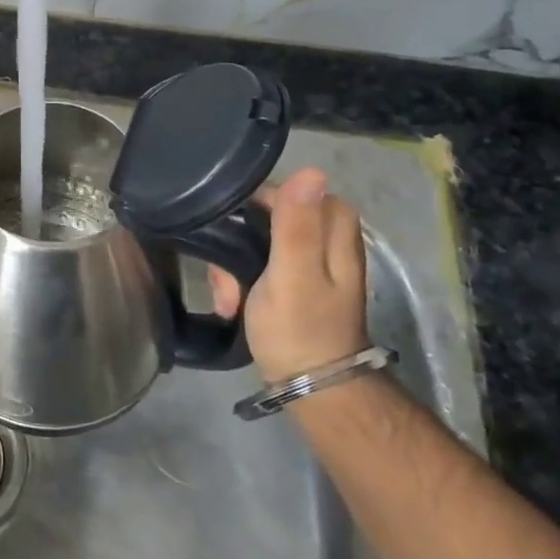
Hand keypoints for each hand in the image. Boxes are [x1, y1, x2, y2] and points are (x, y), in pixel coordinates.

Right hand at [208, 168, 368, 384]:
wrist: (310, 389)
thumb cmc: (301, 329)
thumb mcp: (293, 273)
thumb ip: (296, 224)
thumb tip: (313, 169)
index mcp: (333, 231)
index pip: (290, 190)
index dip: (257, 203)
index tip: (230, 225)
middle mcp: (324, 240)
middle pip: (267, 216)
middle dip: (236, 241)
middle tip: (225, 273)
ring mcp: (307, 264)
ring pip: (255, 242)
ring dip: (233, 266)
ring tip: (226, 298)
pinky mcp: (290, 284)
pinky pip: (255, 265)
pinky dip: (239, 281)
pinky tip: (230, 305)